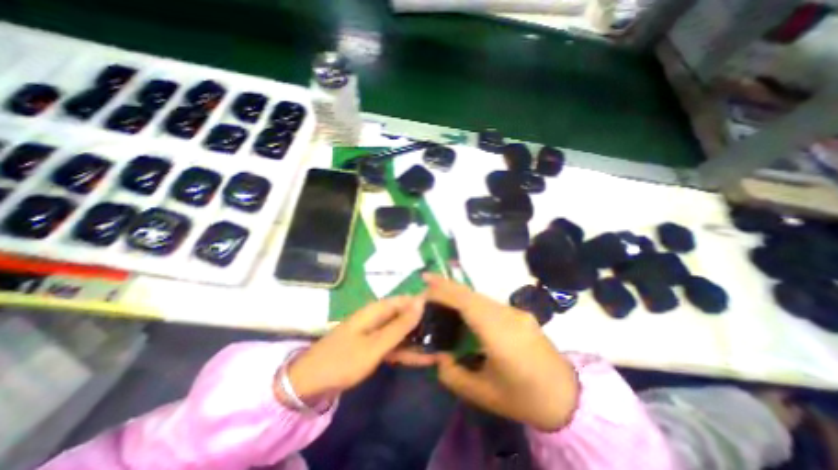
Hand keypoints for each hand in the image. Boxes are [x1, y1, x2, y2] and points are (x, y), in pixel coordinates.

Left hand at [284, 296, 431, 405]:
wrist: (310, 384)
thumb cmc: (343, 360)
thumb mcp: (376, 344)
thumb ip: (400, 324)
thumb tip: (421, 302)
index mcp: (376, 310)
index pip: (405, 300)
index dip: (422, 303)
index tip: (442, 311)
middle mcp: (377, 317)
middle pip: (404, 316)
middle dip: (422, 324)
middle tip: (444, 333)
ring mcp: (375, 333)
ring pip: (401, 332)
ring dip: (416, 340)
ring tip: (438, 347)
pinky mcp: (372, 347)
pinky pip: (393, 345)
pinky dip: (406, 351)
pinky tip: (422, 358)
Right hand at [423, 275, 580, 432]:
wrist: (570, 398)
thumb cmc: (524, 398)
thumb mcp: (484, 394)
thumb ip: (454, 374)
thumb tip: (438, 356)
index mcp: (500, 335)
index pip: (467, 303)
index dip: (445, 290)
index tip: (425, 282)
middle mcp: (508, 316)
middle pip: (472, 294)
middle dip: (447, 285)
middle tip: (426, 281)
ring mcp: (516, 312)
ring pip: (480, 296)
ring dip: (459, 292)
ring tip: (439, 292)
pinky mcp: (520, 314)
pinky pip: (489, 303)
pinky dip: (471, 300)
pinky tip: (462, 307)